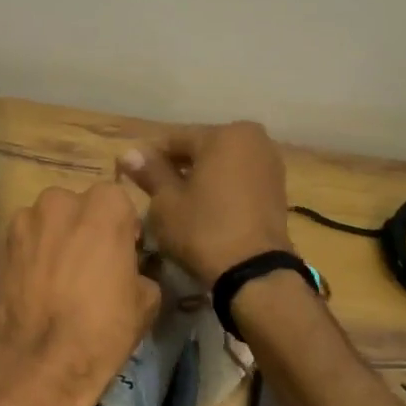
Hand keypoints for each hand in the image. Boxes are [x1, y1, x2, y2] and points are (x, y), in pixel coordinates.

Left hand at [0, 183, 161, 405]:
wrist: (38, 363)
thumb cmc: (102, 328)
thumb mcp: (146, 301)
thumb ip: (141, 270)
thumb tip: (131, 271)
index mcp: (104, 205)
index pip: (119, 203)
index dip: (123, 230)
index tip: (124, 257)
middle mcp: (60, 201)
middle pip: (79, 208)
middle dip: (86, 230)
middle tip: (92, 267)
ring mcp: (24, 221)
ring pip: (49, 223)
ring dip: (56, 240)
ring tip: (61, 279)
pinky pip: (25, 243)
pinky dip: (32, 257)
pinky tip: (38, 287)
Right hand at [118, 123, 293, 287]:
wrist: (254, 271)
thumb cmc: (203, 230)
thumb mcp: (166, 202)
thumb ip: (150, 172)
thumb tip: (128, 152)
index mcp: (224, 134)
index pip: (175, 139)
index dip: (149, 158)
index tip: (131, 175)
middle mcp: (253, 139)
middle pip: (201, 148)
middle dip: (177, 166)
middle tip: (153, 192)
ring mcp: (270, 163)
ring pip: (221, 164)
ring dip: (199, 177)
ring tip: (177, 203)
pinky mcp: (277, 188)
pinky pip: (238, 178)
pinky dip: (220, 187)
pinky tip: (204, 208)